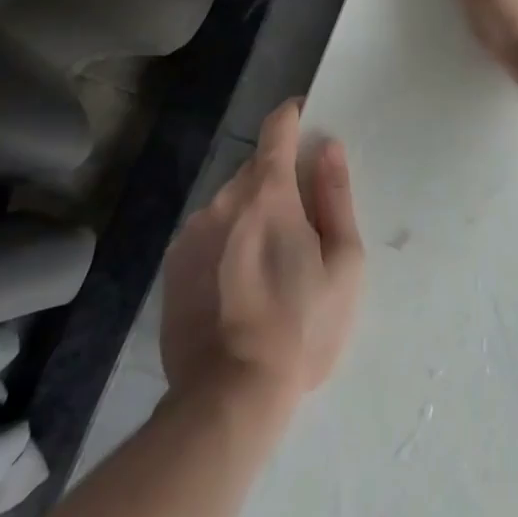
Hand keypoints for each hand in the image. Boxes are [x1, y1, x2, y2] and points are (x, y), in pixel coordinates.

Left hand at [159, 100, 362, 406]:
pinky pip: (208, 231)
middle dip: (280, 179)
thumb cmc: (302, 327)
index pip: (277, 126)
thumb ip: (336, 196)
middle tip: (302, 223)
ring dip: (252, 213)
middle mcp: (224, 199)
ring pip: (231, 201)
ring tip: (270, 263)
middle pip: (256, 167)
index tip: (309, 125)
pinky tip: (239, 284)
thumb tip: (328, 147)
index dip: (294, 117)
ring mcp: (193, 232)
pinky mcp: (174, 264)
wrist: (228, 398)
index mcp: (268, 192)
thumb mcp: (343, 262)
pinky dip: (227, 240)